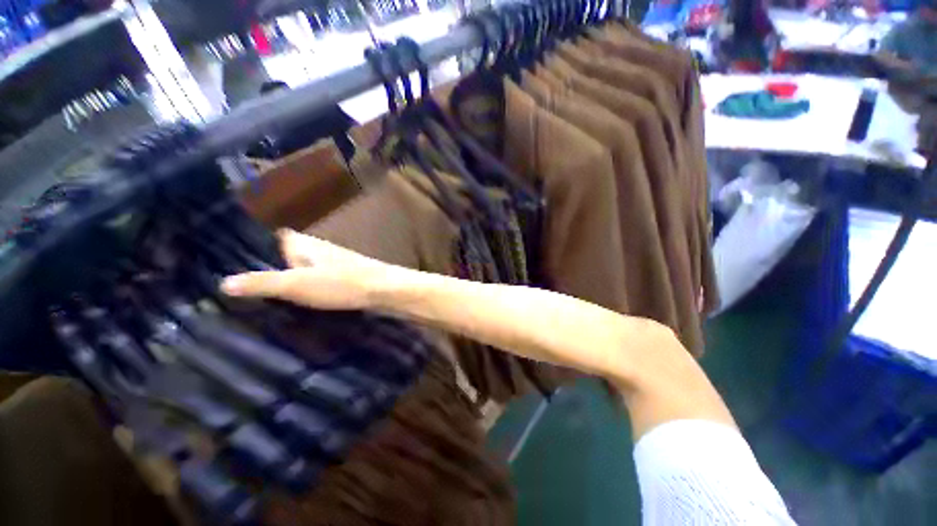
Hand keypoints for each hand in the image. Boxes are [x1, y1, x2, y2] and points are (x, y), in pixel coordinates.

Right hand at [221, 229, 395, 309]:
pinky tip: (286, 302)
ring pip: (295, 269)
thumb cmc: (341, 283)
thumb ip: (262, 282)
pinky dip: (298, 289)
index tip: (217, 263)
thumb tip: (223, 283)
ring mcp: (327, 262)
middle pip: (279, 256)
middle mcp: (313, 248)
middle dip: (259, 269)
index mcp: (300, 242)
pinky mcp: (338, 276)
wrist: (383, 290)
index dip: (245, 250)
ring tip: (249, 299)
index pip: (265, 239)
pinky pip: (310, 280)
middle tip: (228, 289)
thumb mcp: (297, 284)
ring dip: (279, 281)